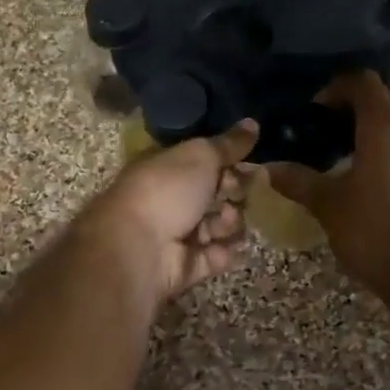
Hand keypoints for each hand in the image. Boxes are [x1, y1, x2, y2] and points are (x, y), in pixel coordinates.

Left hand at [78, 121, 258, 303]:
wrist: (136, 248)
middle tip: (233, 194)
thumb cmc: (166, 191)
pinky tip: (224, 248)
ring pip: (220, 226)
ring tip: (222, 223)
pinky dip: (222, 253)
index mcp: (168, 168)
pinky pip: (215, 257)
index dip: (230, 163)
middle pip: (217, 194)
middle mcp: (171, 199)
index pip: (207, 163)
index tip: (248, 165)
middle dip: (233, 194)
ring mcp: (178, 235)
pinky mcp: (186, 266)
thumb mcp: (200, 156)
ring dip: (229, 223)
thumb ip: (229, 144)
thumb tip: (253, 123)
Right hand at [270, 72, 389, 302]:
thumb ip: (299, 181)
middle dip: (375, 103)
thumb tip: (269, 168)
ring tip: (378, 164)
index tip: (320, 111)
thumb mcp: (329, 207)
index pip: (363, 81)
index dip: (338, 88)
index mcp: (386, 125)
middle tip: (350, 130)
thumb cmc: (376, 235)